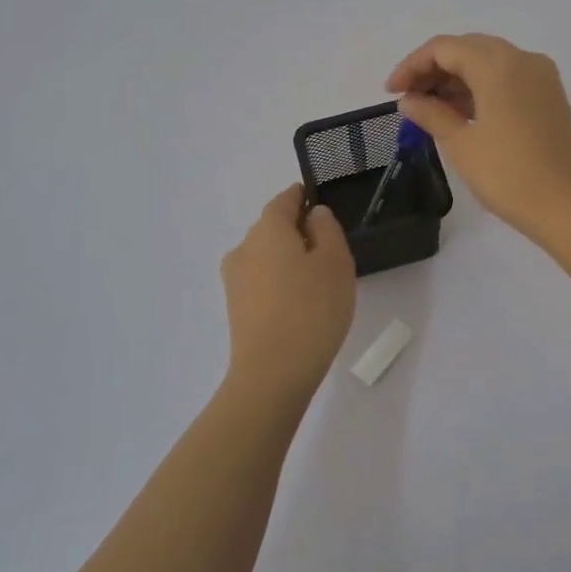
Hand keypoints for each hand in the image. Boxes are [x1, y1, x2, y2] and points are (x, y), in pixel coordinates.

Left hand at [220, 185, 356, 396]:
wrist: (272, 374)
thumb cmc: (312, 309)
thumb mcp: (335, 262)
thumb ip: (327, 229)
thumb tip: (314, 215)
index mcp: (267, 229)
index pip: (284, 200)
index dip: (303, 197)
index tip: (321, 203)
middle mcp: (244, 247)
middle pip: (273, 228)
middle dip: (298, 231)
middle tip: (330, 250)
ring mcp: (235, 280)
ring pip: (266, 256)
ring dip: (289, 259)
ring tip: (319, 282)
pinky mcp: (236, 307)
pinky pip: (262, 281)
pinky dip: (280, 282)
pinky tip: (301, 304)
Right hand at [385, 34, 570, 245]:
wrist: (570, 207)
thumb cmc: (510, 176)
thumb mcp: (462, 144)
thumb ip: (431, 114)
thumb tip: (409, 100)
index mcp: (498, 65)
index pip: (444, 48)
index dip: (412, 65)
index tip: (391, 91)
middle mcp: (523, 60)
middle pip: (468, 48)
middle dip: (433, 68)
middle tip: (408, 98)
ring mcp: (541, 77)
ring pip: (489, 62)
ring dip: (457, 78)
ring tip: (429, 108)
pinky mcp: (550, 97)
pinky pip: (508, 78)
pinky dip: (481, 87)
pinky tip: (461, 112)